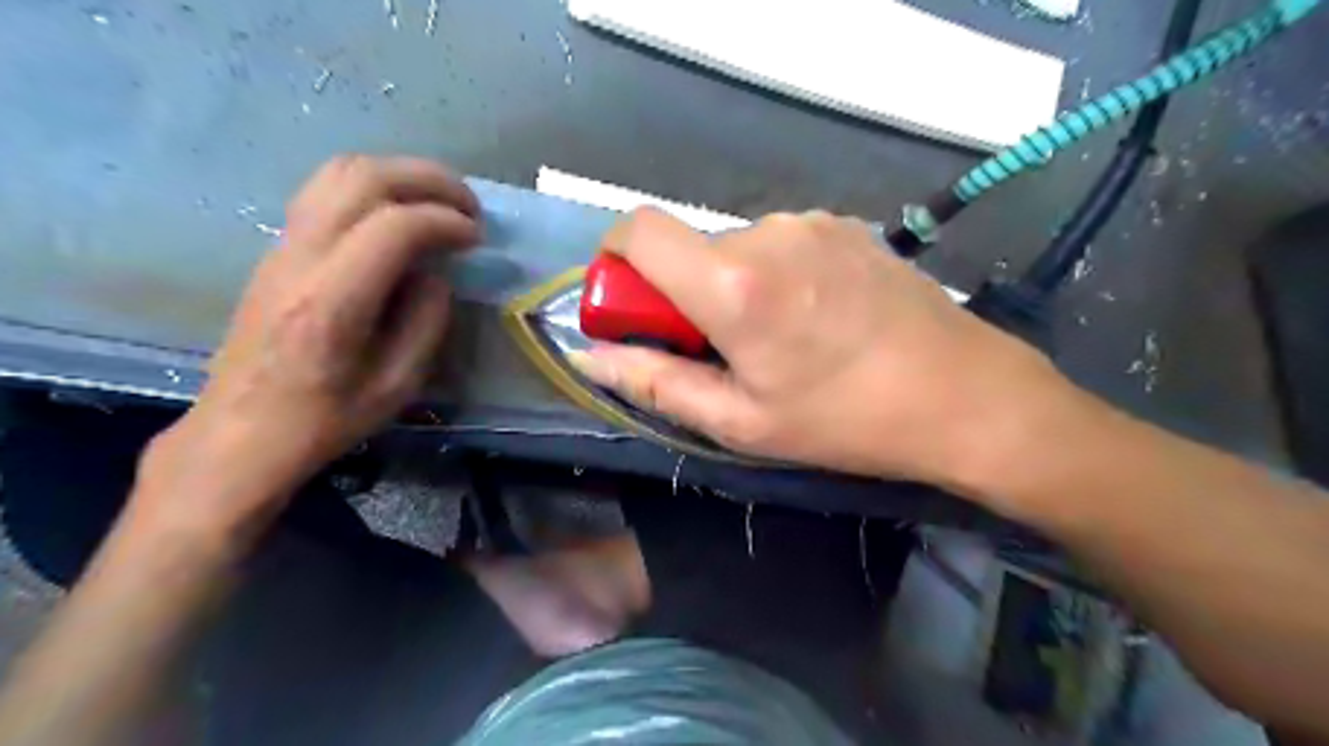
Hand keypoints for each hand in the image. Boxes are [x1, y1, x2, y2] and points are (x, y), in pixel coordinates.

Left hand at [141, 154, 476, 529]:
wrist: (242, 431)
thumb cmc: (326, 418)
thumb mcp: (397, 384)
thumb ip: (427, 321)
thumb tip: (436, 274)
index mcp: (333, 301)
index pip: (395, 225)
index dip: (446, 221)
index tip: (477, 239)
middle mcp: (301, 258)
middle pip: (363, 176)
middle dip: (428, 180)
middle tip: (469, 206)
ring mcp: (282, 246)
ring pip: (339, 171)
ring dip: (400, 175)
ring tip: (440, 202)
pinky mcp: (277, 249)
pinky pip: (326, 190)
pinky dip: (374, 187)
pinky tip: (400, 215)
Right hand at [576, 207, 1083, 490]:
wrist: (965, 394)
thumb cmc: (845, 420)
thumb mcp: (741, 422)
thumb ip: (655, 382)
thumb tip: (589, 356)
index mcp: (732, 282)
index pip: (637, 230)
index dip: (616, 262)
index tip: (632, 308)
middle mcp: (766, 232)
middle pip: (689, 248)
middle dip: (684, 294)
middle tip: (723, 351)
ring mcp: (811, 222)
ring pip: (735, 247)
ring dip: (733, 287)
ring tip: (780, 340)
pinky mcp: (845, 224)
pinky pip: (780, 243)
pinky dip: (773, 274)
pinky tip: (816, 317)